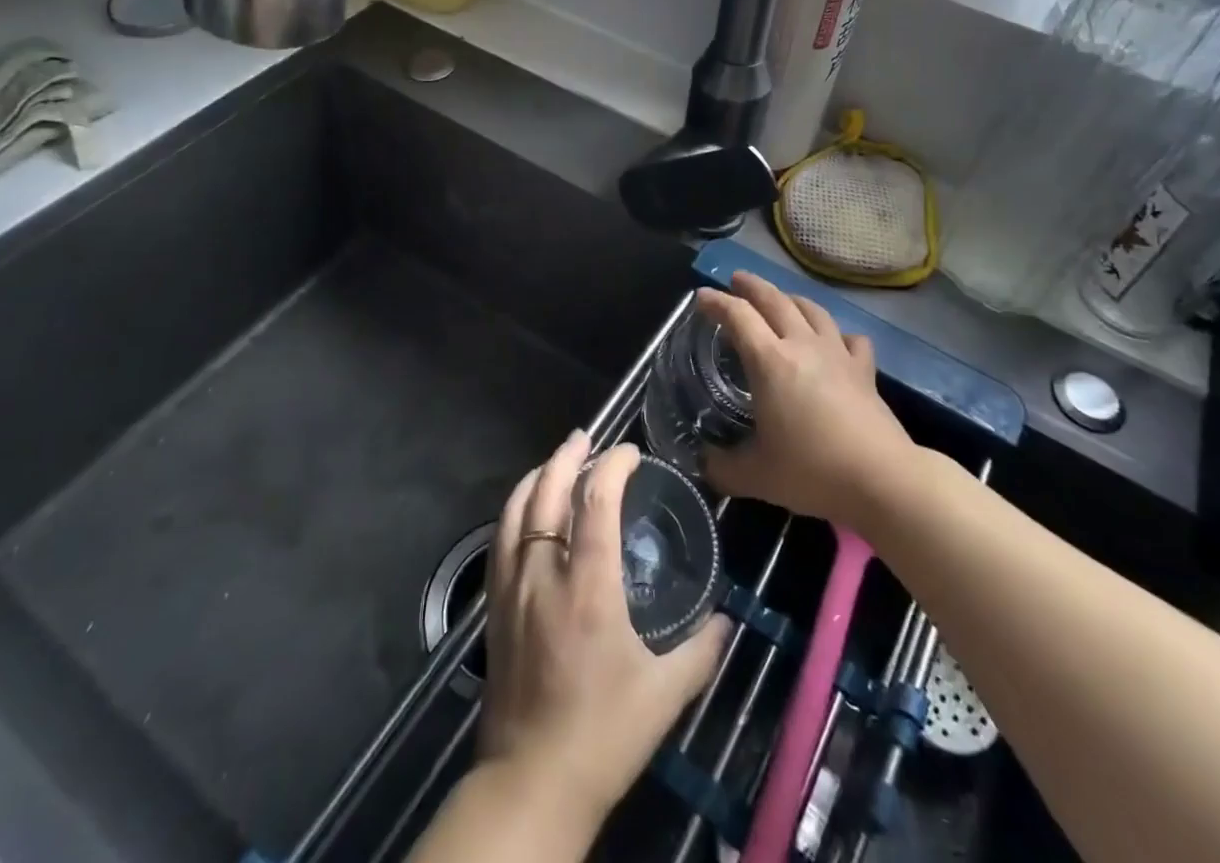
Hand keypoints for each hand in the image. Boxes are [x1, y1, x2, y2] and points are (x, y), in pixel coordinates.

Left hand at [479, 431, 729, 829]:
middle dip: (568, 456)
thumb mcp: (665, 694)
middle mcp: (545, 574)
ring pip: (516, 510)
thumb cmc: (604, 733)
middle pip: (547, 492)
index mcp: (589, 586)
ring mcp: (513, 588)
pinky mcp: (494, 606)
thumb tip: (725, 620)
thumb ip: (701, 650)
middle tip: (587, 437)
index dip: (613, 465)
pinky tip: (525, 507)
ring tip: (556, 460)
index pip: (596, 500)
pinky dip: (514, 509)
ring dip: (537, 476)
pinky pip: (499, 539)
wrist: (532, 782)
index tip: (631, 453)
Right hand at [699, 273, 915, 529]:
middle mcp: (802, 345)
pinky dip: (836, 333)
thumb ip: (722, 467)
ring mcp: (837, 353)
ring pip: (812, 310)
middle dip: (752, 286)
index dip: (717, 302)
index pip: (738, 316)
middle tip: (736, 280)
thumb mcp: (755, 476)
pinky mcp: (864, 370)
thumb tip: (704, 462)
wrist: (882, 478)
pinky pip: (849, 338)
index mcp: (770, 361)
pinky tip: (834, 340)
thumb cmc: (812, 471)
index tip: (702, 296)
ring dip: (790, 298)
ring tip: (780, 300)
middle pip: (775, 300)